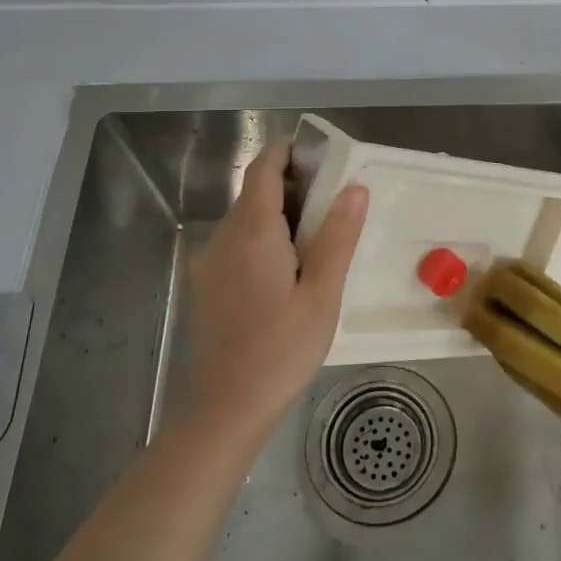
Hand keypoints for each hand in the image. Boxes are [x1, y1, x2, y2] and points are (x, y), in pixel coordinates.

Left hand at [184, 143, 367, 443]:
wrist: (226, 408)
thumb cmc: (282, 350)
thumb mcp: (322, 294)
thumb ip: (337, 236)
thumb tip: (355, 187)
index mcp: (251, 231)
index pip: (263, 167)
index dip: (289, 152)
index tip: (322, 158)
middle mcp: (222, 236)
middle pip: (254, 191)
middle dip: (293, 186)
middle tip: (335, 205)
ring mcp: (208, 261)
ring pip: (244, 218)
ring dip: (279, 214)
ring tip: (319, 240)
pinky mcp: (205, 283)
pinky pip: (236, 243)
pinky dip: (263, 239)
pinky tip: (289, 271)